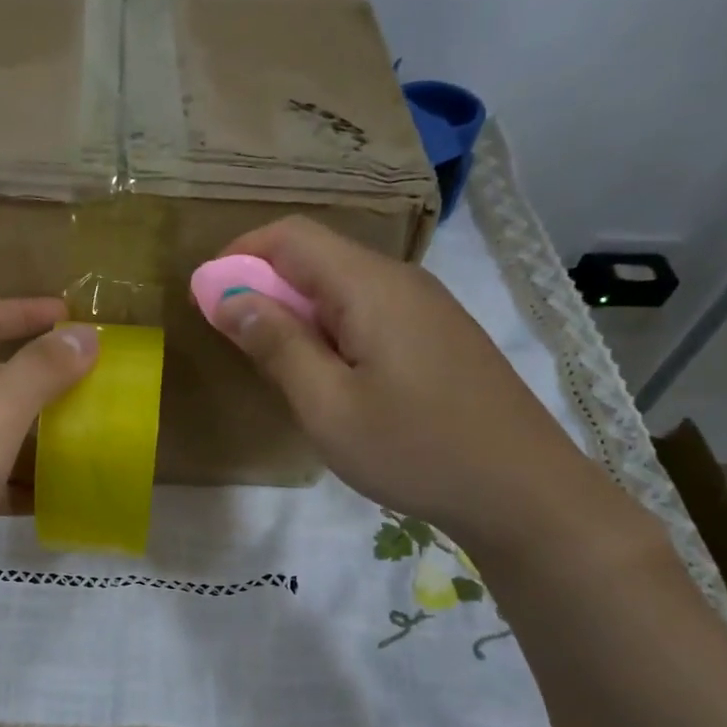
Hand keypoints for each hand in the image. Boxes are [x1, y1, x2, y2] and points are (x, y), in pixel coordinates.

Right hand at [208, 216, 616, 554]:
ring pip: (341, 289)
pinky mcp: (436, 337)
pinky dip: (328, 332)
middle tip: (234, 343)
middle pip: (317, 258)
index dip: (239, 255)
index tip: (205, 297)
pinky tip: (327, 381)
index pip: (291, 236)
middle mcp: (400, 281)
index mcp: (370, 286)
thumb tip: (228, 296)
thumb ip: (276, 345)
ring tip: (276, 370)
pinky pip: (367, 315)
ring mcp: (425, 308)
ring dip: (295, 314)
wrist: (521, 490)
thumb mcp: (327, 405)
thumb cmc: (414, 449)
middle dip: (263, 287)